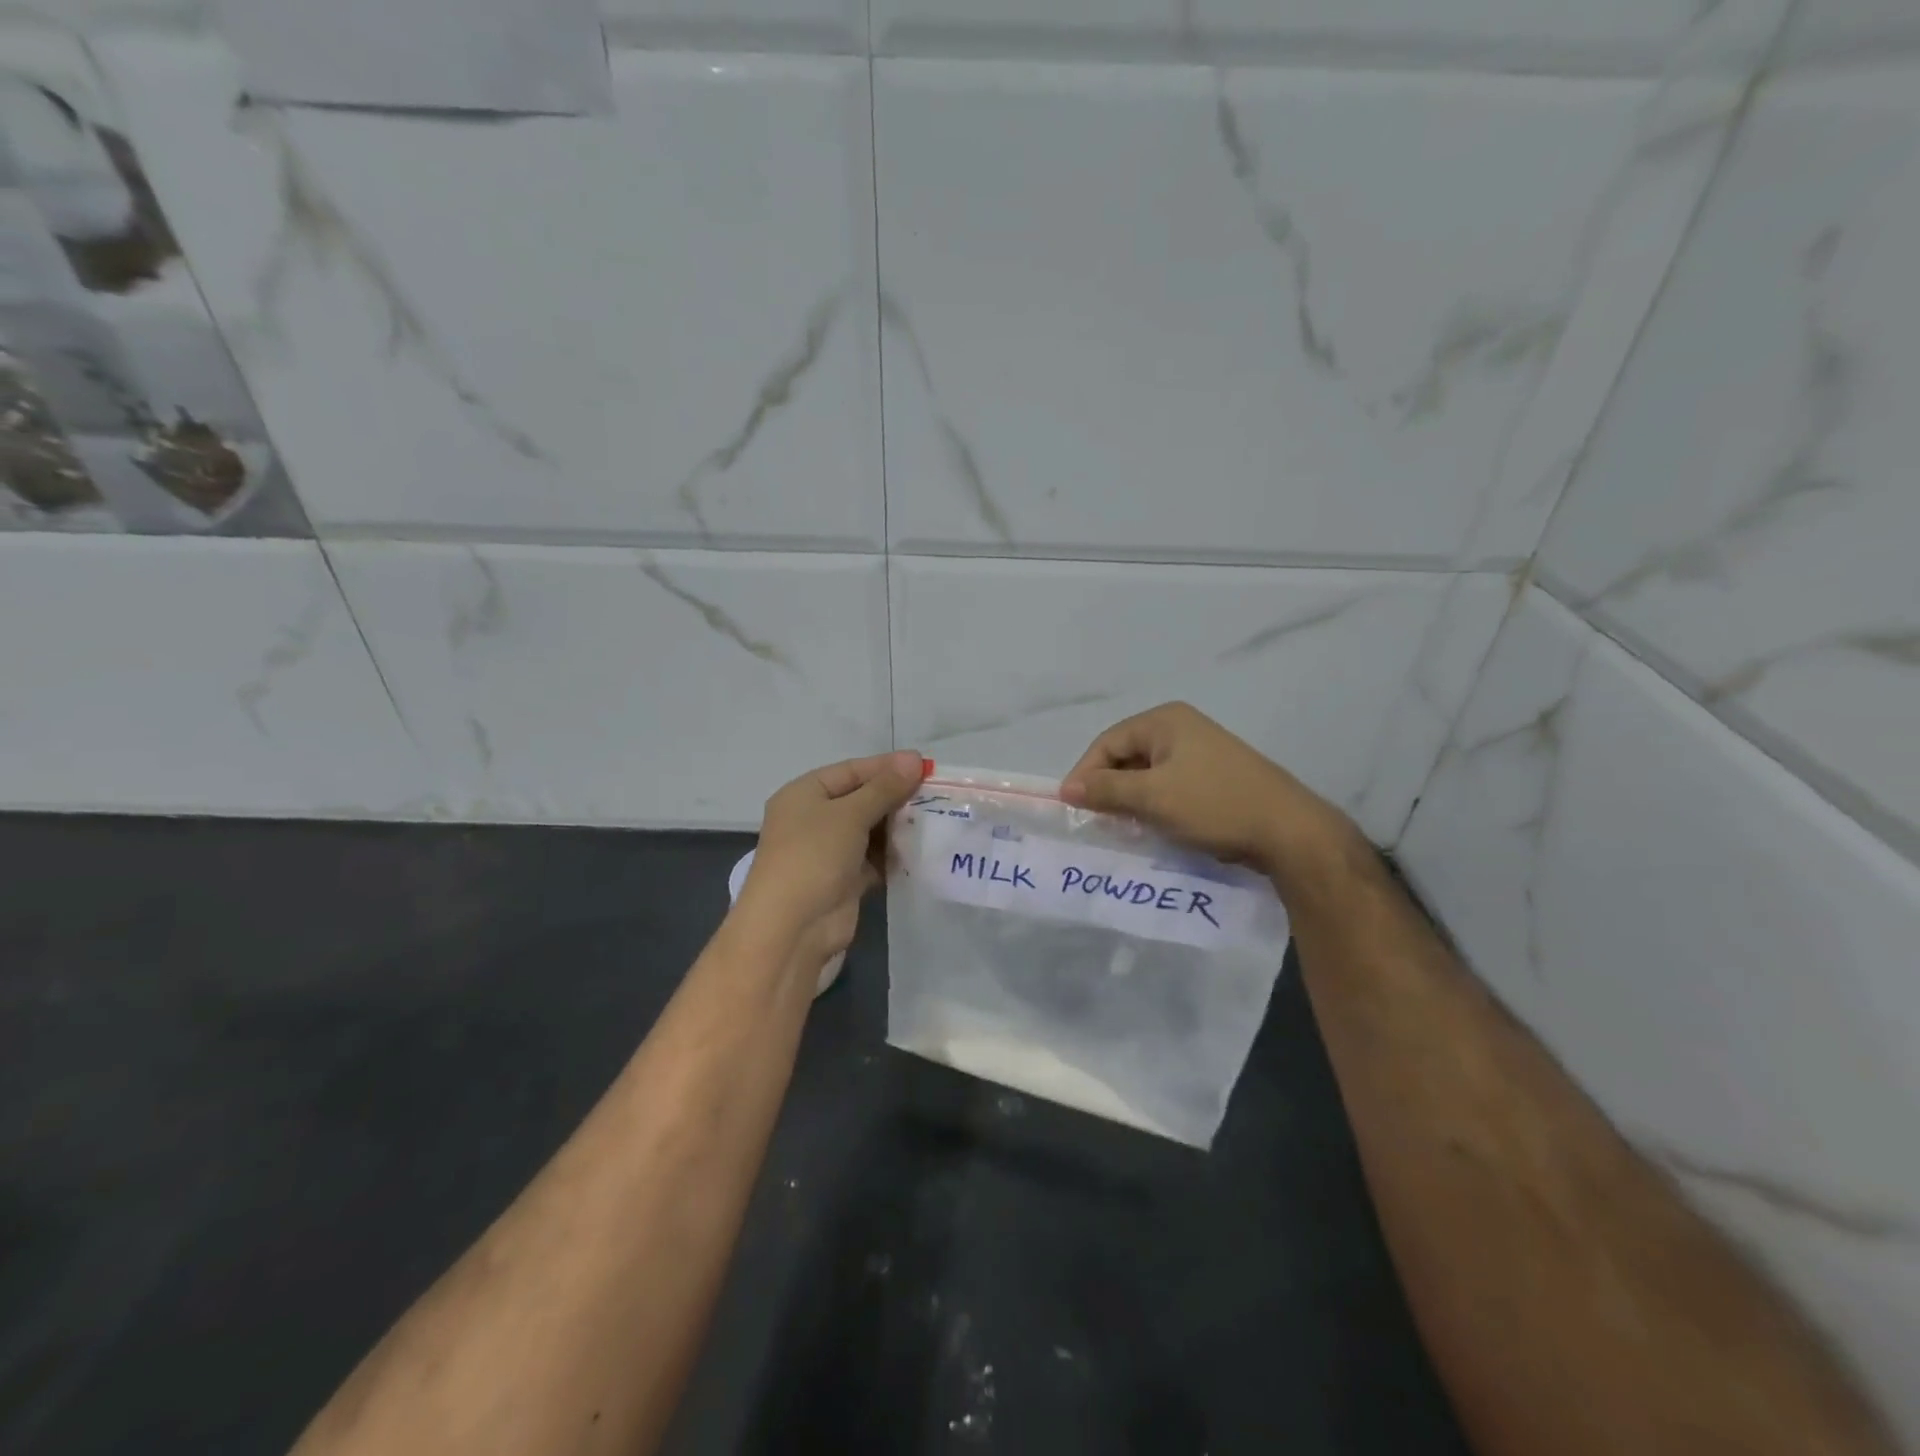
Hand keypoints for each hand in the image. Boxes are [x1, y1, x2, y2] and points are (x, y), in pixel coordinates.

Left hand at [734, 750, 925, 977]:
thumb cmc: (814, 857)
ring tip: (937, 819)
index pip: (851, 771)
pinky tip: (923, 849)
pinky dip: (894, 854)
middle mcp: (814, 819)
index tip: (925, 765)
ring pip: (870, 830)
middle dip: (897, 797)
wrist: (793, 930)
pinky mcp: (845, 880)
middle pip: (862, 799)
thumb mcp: (849, 814)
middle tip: (937, 794)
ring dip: (898, 826)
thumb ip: (884, 788)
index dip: (887, 766)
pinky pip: (874, 858)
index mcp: (804, 794)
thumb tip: (914, 759)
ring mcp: (829, 852)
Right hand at [1060, 702, 1363, 894]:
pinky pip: (1169, 786)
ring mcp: (1201, 751)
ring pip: (1148, 774)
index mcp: (1165, 721)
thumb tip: (1066, 788)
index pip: (1107, 742)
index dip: (1086, 773)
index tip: (1073, 807)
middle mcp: (1182, 728)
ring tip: (1122, 827)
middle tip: (1097, 820)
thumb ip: (1105, 790)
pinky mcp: (1214, 776)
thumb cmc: (1213, 805)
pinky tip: (1153, 826)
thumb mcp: (1152, 797)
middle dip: (1108, 787)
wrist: (1288, 831)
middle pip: (1127, 755)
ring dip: (1131, 799)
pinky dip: (1154, 804)